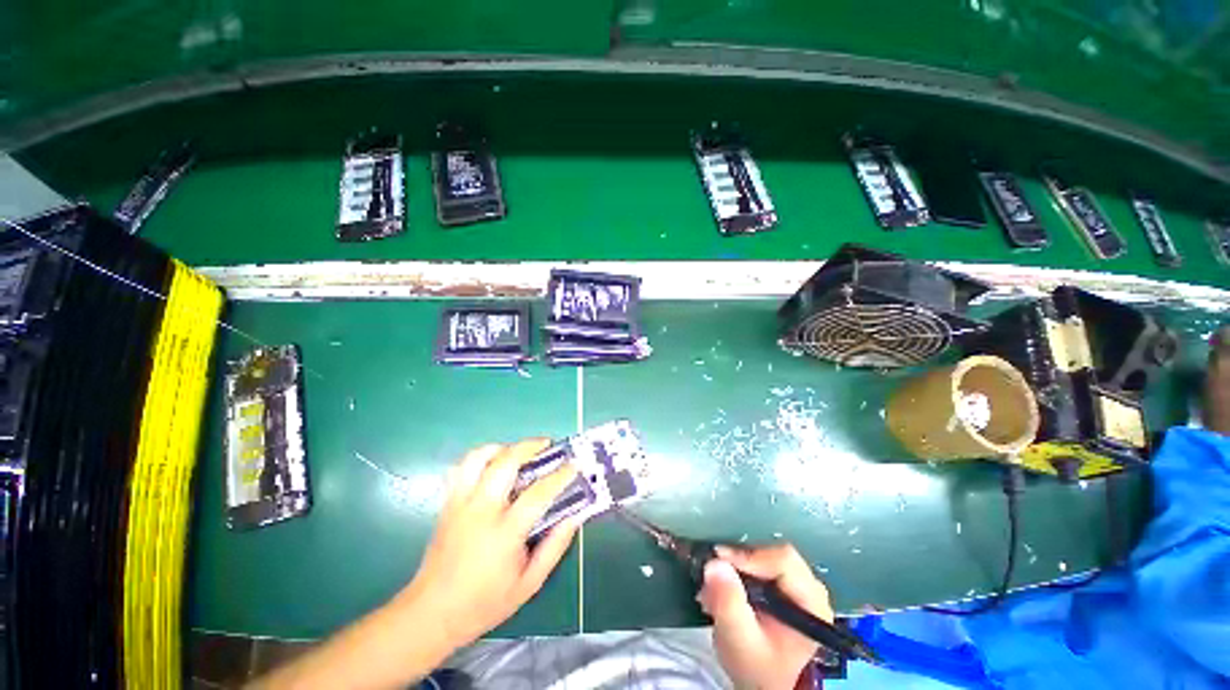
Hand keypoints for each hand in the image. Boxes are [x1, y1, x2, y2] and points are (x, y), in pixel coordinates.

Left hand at [398, 440, 579, 650]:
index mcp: (504, 533)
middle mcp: (481, 511)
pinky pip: (462, 467)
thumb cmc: (484, 602)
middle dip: (530, 446)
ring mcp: (460, 504)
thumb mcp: (529, 584)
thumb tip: (574, 516)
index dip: (560, 476)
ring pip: (479, 458)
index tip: (574, 465)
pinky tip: (492, 464)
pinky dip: (480, 458)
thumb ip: (554, 547)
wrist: (431, 614)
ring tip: (518, 451)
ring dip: (502, 447)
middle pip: (506, 462)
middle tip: (546, 445)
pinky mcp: (447, 503)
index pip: (538, 493)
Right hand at [698, 544, 833, 689]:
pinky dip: (739, 569)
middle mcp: (811, 588)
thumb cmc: (756, 667)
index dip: (749, 556)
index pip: (784, 561)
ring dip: (736, 566)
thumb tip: (715, 563)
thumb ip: (729, 602)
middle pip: (773, 553)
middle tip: (712, 572)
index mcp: (811, 604)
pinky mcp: (785, 584)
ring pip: (764, 554)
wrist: (762, 683)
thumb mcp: (739, 639)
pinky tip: (723, 586)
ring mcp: (799, 584)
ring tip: (714, 585)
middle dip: (739, 561)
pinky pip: (760, 562)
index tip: (719, 561)